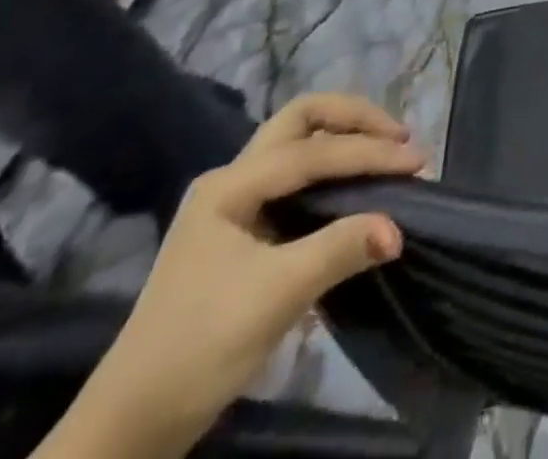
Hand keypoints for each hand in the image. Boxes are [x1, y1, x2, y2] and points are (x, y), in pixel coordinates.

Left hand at [43, 94, 426, 457]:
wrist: (130, 428)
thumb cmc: (198, 349)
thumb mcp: (274, 297)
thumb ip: (340, 250)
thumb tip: (399, 228)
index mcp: (231, 185)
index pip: (315, 151)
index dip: (370, 152)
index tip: (417, 163)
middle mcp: (232, 179)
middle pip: (303, 120)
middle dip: (356, 119)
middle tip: (399, 137)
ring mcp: (234, 204)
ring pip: (300, 144)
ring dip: (347, 139)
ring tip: (389, 153)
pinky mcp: (243, 230)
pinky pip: (299, 177)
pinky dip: (335, 170)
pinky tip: (358, 189)